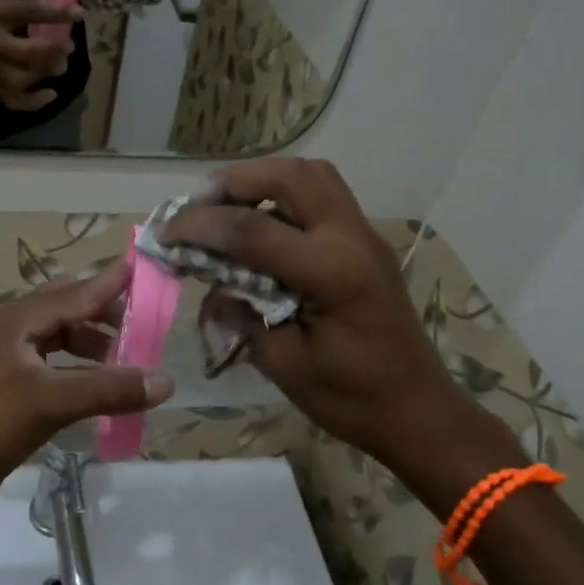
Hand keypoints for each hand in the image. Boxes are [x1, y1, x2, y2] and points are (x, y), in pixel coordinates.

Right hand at [0, 0, 81, 109]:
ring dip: (43, 74)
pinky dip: (32, 102)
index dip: (56, 12)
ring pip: (20, 79)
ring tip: (58, 67)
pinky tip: (49, 95)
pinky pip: (10, 98)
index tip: (79, 13)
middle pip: (27, 52)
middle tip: (68, 46)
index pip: (30, 11)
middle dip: (52, 50)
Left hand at [0, 262, 176, 503]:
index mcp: (20, 320)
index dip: (112, 281)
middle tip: (148, 322)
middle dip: (108, 314)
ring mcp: (13, 354)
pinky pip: (57, 361)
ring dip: (96, 343)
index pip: (77, 292)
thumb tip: (165, 380)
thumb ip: (108, 389)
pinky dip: (83, 367)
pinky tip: (102, 384)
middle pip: (71, 309)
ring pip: (64, 336)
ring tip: (130, 357)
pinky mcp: (14, 380)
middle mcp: (16, 328)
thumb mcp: (51, 403)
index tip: (146, 265)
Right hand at [161, 159, 513, 507]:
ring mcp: (364, 234)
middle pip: (289, 176)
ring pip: (311, 174)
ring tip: (226, 208)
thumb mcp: (284, 365)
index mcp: (333, 273)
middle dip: (234, 182)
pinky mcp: (364, 241)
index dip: (200, 226)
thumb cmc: (352, 399)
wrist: (418, 411)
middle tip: (198, 208)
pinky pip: (322, 193)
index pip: (252, 230)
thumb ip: (243, 315)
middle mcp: (352, 238)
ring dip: (262, 180)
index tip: (165, 233)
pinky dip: (283, 194)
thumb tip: (211, 284)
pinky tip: (259, 224)